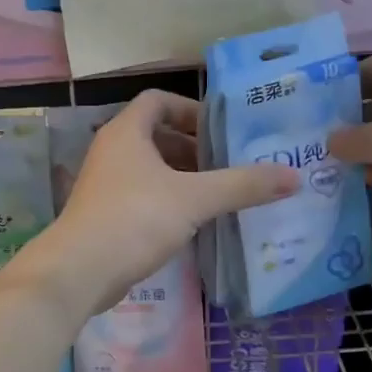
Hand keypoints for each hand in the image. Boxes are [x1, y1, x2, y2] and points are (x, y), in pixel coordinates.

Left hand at [21, 91, 298, 315]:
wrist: (79, 271)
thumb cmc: (134, 219)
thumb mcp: (194, 199)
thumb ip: (242, 185)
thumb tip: (293, 176)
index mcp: (126, 132)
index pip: (158, 101)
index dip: (190, 109)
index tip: (219, 131)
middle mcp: (111, 151)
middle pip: (154, 134)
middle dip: (191, 147)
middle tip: (226, 164)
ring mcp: (104, 184)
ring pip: (148, 168)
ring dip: (180, 176)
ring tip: (216, 194)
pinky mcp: (104, 214)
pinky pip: (141, 195)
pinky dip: (167, 200)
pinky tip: (191, 222)